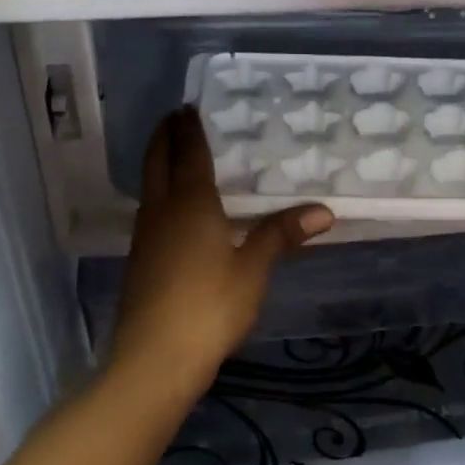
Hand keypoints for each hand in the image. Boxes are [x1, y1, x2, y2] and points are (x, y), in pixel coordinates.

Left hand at [112, 110, 332, 402]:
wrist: (155, 358)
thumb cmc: (210, 306)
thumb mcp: (253, 269)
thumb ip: (280, 235)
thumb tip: (323, 211)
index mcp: (190, 203)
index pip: (188, 153)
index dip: (189, 129)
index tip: (188, 107)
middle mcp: (161, 211)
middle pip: (157, 162)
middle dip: (165, 137)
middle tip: (176, 118)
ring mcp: (145, 237)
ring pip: (150, 187)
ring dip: (160, 164)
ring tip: (177, 156)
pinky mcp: (140, 262)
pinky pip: (151, 212)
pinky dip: (161, 194)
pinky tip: (175, 211)